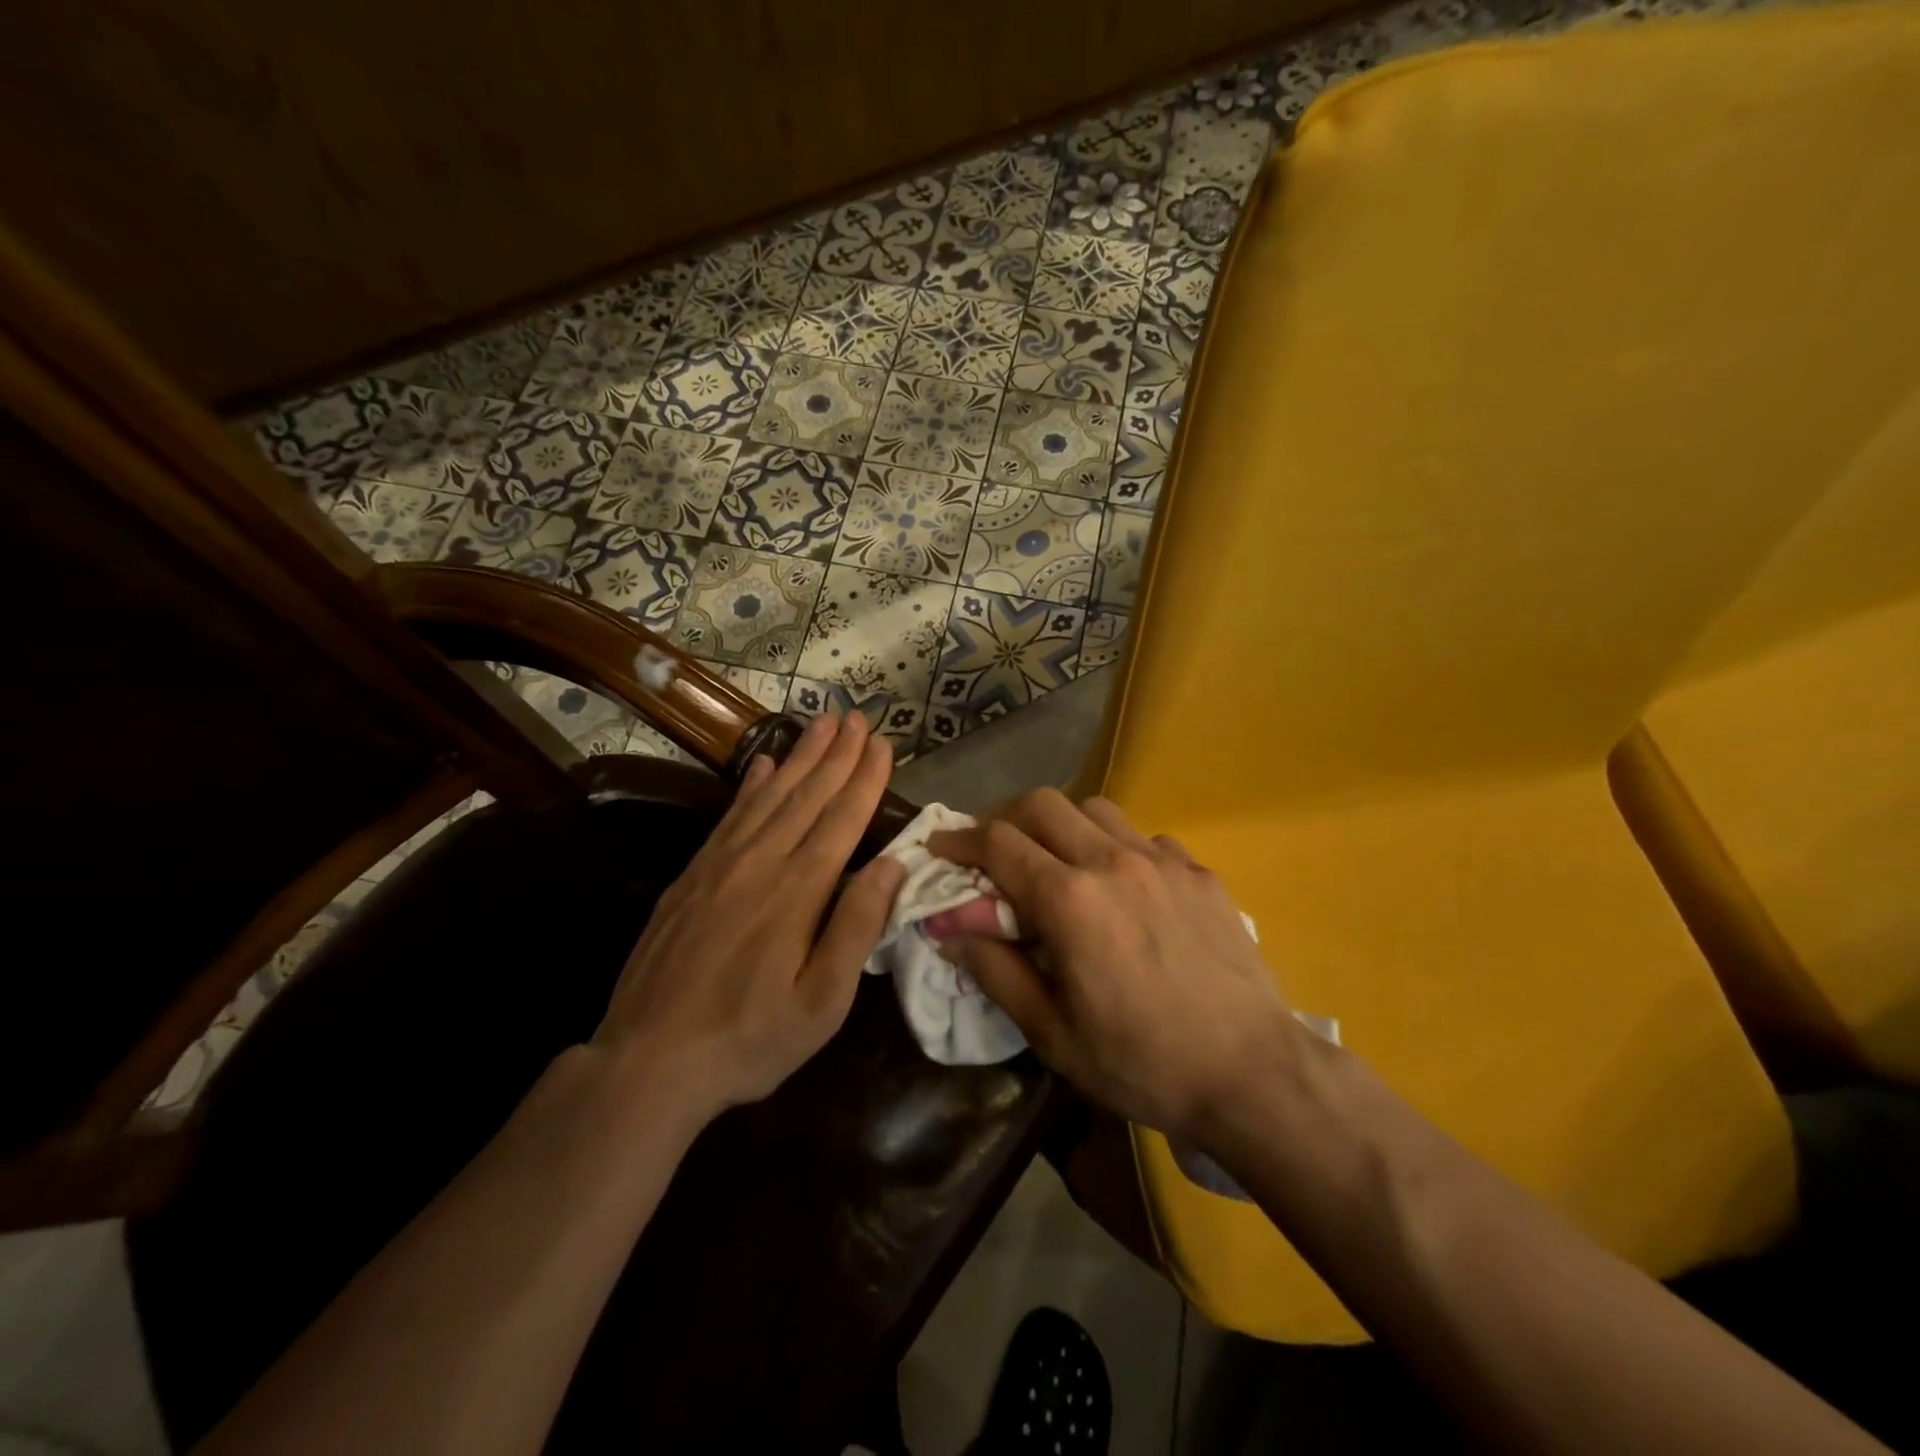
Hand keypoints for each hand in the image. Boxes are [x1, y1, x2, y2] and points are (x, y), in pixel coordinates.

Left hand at [594, 711, 904, 1122]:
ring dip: (799, 757)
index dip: (864, 779)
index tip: (881, 743)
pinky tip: (762, 764)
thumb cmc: (750, 1039)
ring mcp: (720, 865)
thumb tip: (890, 865)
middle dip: (836, 754)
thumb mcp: (822, 1003)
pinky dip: (750, 785)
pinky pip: (729, 816)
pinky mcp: (691, 876)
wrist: (648, 1061)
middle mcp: (761, 863)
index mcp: (798, 892)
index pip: (841, 819)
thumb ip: (856, 928)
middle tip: (856, 717)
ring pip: (769, 796)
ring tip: (820, 724)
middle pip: (807, 796)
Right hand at [929, 790, 1293, 1141]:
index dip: (960, 839)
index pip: (998, 843)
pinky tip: (1125, 889)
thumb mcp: (1052, 1033)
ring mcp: (1162, 860)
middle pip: (1043, 804)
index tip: (941, 847)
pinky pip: (1144, 838)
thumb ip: (995, 971)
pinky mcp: (1199, 872)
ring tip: (1059, 864)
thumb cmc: (1142, 1063)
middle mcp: (1112, 862)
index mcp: (1070, 900)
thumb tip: (950, 931)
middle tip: (996, 853)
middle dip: (1006, 819)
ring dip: (1063, 826)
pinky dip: (1117, 848)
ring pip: (1095, 809)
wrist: (1252, 1074)